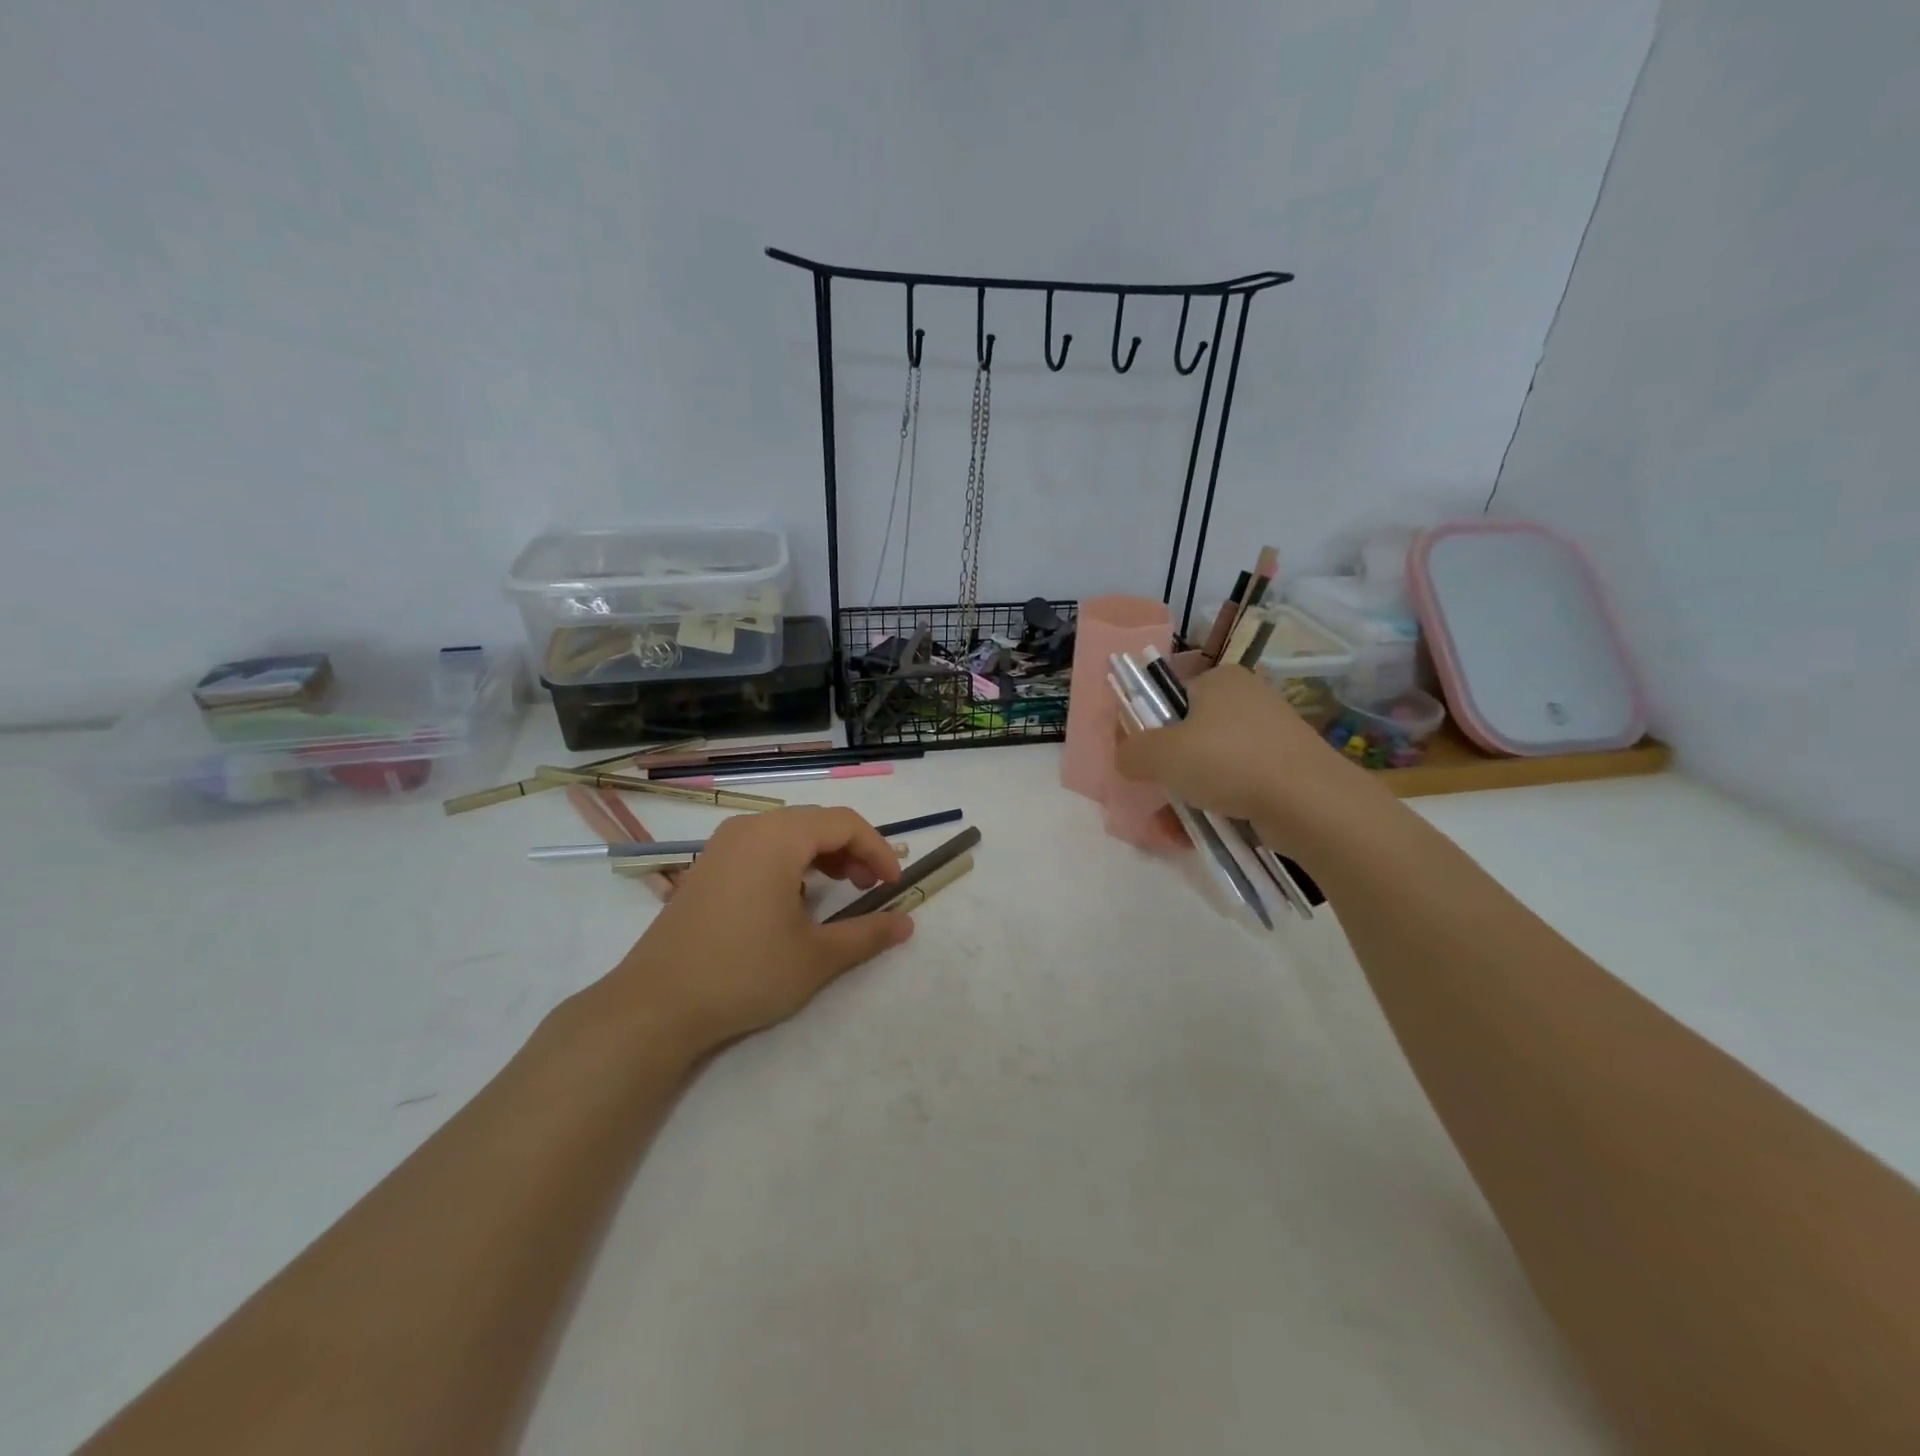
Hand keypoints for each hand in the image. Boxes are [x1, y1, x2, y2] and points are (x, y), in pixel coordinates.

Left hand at [600, 807, 914, 1060]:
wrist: (655, 1005)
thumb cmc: (744, 973)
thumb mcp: (816, 957)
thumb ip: (867, 934)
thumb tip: (907, 924)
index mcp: (777, 837)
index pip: (844, 823)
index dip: (877, 850)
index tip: (893, 885)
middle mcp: (749, 829)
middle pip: (816, 822)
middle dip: (852, 850)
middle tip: (869, 888)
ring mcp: (722, 846)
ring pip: (788, 833)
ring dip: (823, 855)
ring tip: (840, 890)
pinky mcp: (707, 867)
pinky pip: (762, 847)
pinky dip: (791, 862)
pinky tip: (795, 899)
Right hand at [1115, 664, 1385, 836]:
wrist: (1310, 803)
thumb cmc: (1227, 762)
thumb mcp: (1160, 753)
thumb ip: (1131, 751)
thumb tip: (1126, 757)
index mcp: (1219, 679)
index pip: (1168, 694)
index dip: (1144, 724)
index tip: (1135, 757)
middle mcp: (1247, 699)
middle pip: (1187, 733)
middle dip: (1165, 770)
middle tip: (1153, 796)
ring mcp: (1270, 736)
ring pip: (1209, 765)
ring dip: (1185, 795)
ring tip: (1173, 826)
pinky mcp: (1284, 771)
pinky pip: (1235, 786)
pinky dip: (1214, 807)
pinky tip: (1198, 833)